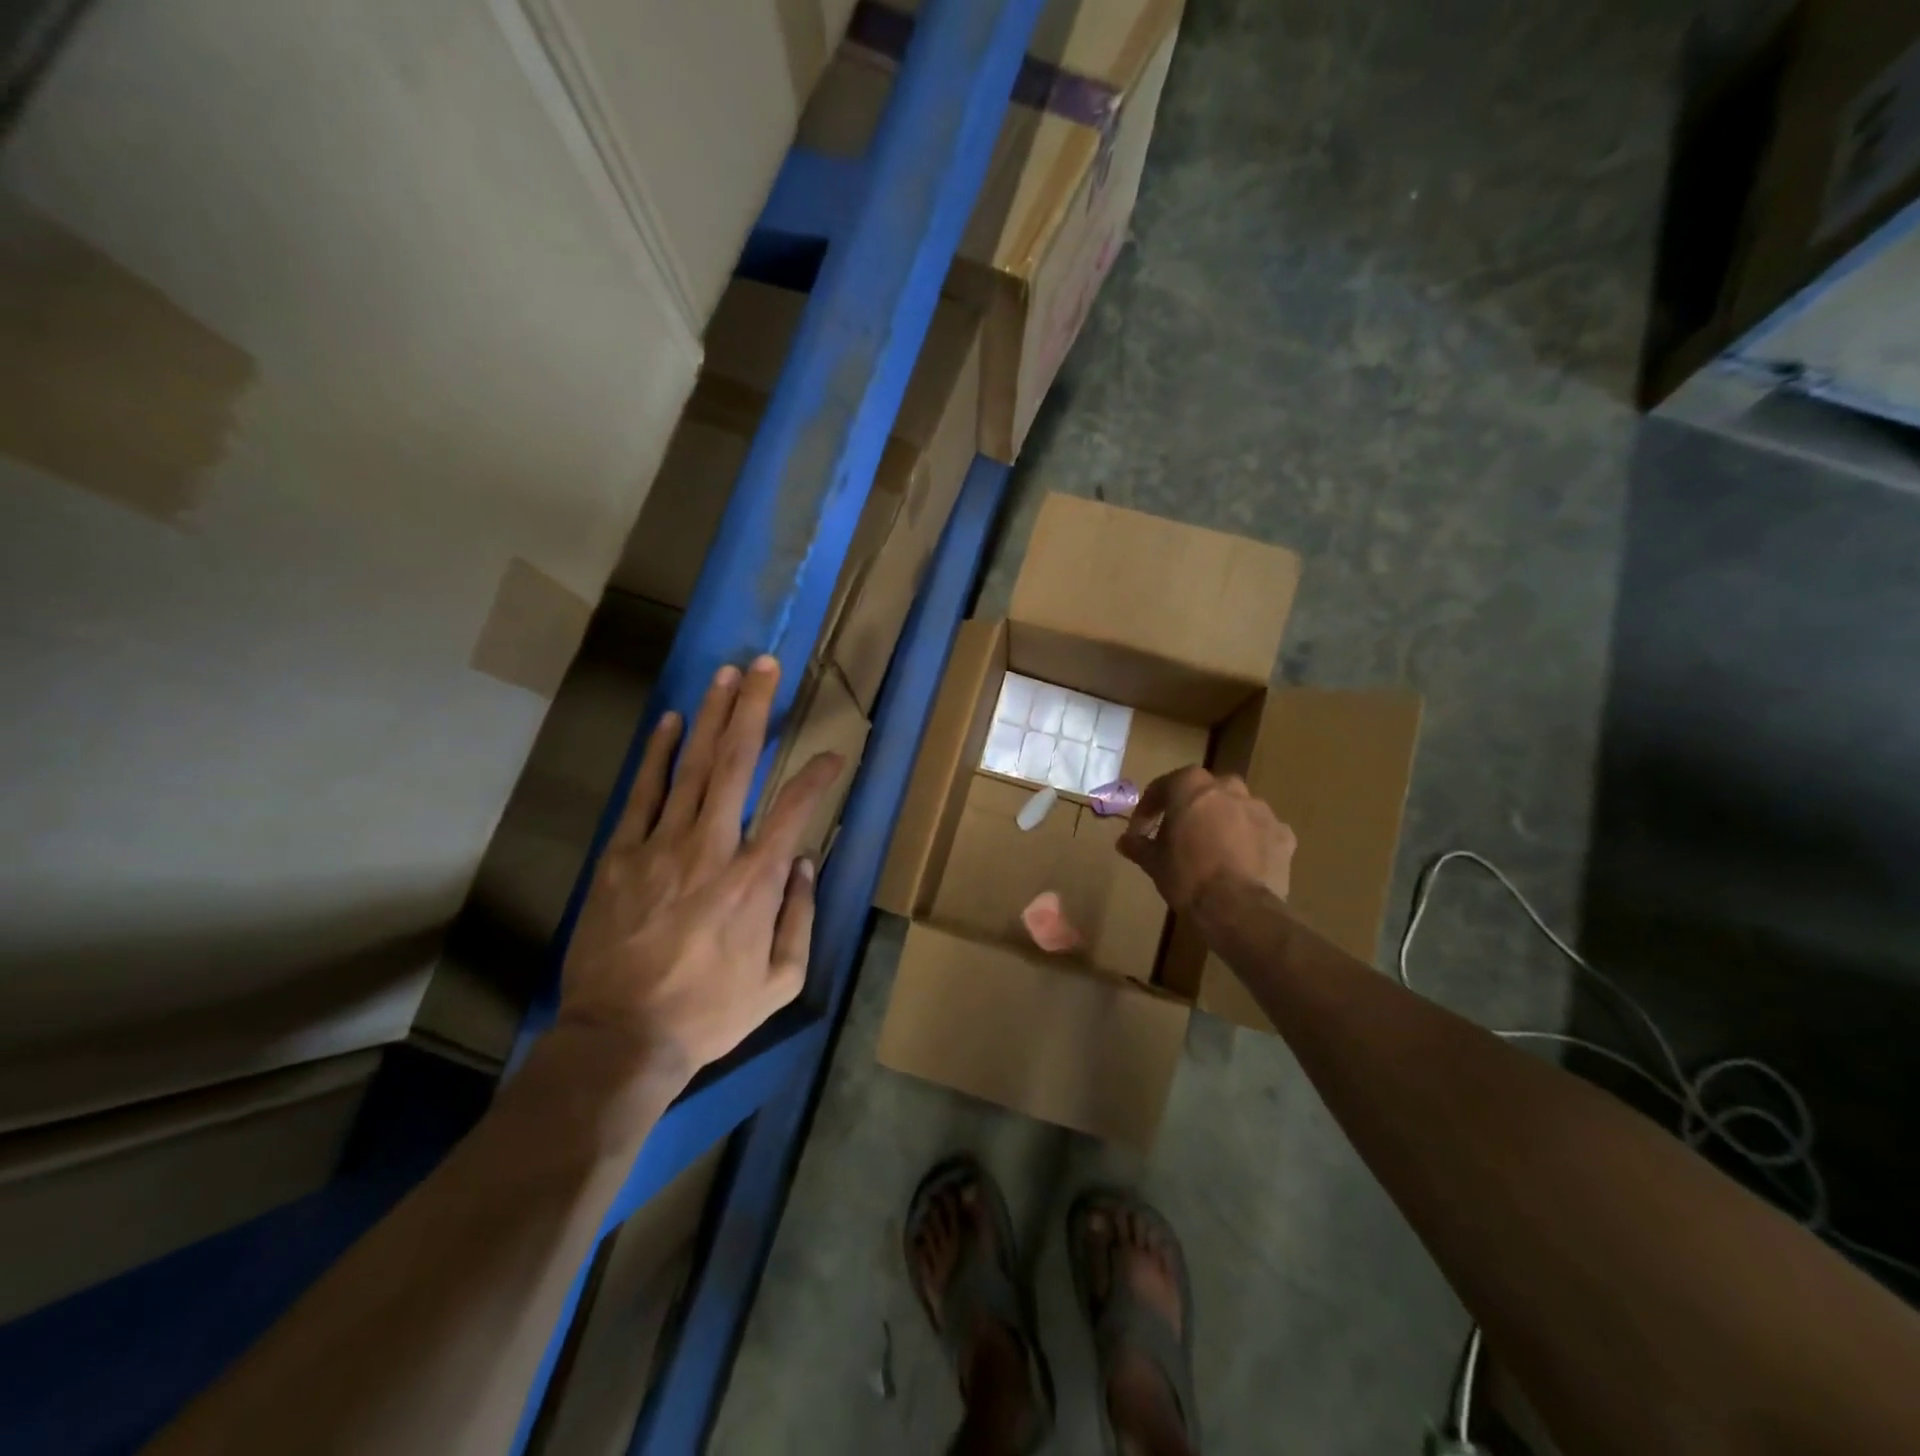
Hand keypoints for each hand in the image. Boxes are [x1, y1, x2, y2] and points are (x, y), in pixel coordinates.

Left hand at [557, 655, 842, 1088]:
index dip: (818, 776)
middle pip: (738, 764)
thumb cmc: (710, 1012)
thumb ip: (800, 917)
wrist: (621, 1038)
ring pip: (693, 767)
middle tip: (766, 665)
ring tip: (727, 674)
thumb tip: (808, 863)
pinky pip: (644, 794)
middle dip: (755, 709)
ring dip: (713, 716)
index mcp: (755, 880)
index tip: (834, 754)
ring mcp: (661, 847)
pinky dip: (659, 755)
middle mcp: (712, 848)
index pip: (795, 809)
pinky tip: (673, 722)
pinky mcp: (621, 855)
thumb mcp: (780, 981)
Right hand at [1117, 765, 1295, 913]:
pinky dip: (1250, 841)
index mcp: (1191, 785)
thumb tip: (1124, 841)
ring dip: (1222, 823)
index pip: (1162, 788)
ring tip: (1212, 851)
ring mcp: (1260, 809)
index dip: (1147, 810)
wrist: (1238, 908)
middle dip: (1189, 810)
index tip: (1140, 832)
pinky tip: (1241, 863)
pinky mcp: (1283, 833)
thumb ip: (1138, 845)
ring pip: (1234, 809)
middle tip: (1178, 836)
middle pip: (1203, 793)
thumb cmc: (1187, 876)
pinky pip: (1260, 831)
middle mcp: (1227, 787)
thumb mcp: (1153, 862)